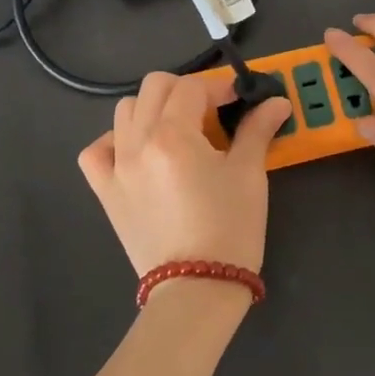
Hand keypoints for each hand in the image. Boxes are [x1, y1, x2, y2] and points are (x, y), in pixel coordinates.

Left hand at [78, 71, 291, 278]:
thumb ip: (257, 130)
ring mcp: (116, 167)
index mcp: (173, 134)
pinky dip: (116, 142)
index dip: (220, 87)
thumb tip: (276, 101)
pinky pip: (97, 151)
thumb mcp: (249, 174)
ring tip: (179, 132)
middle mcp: (137, 142)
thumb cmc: (230, 228)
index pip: (192, 87)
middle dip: (186, 90)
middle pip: (154, 87)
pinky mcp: (105, 192)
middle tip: (212, 113)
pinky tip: (139, 153)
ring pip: (125, 111)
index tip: (240, 99)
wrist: (196, 288)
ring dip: (153, 110)